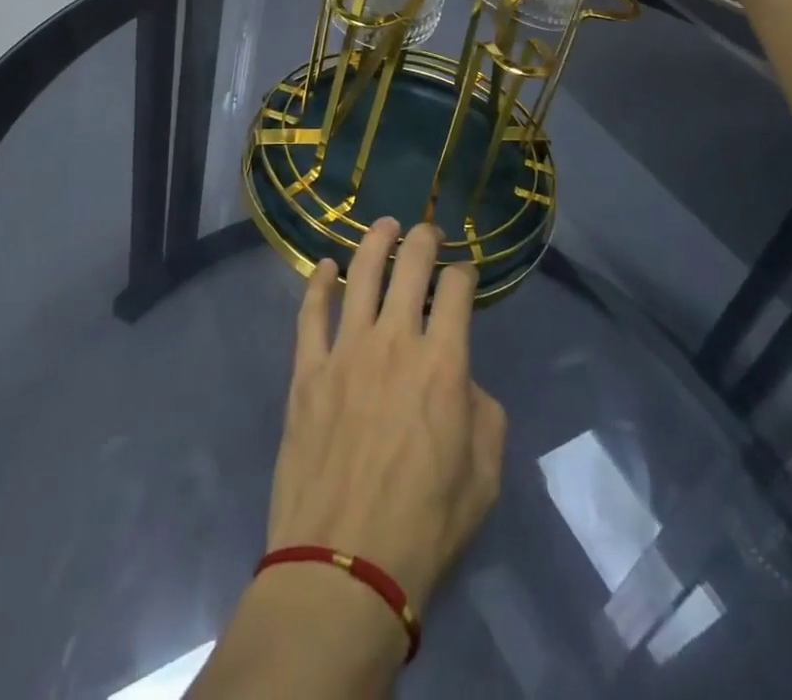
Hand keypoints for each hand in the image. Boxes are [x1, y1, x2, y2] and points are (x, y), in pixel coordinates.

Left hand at [190, 221, 504, 697]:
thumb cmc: (425, 527)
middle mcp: (396, 341)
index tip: (465, 272)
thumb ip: (483, 414)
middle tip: (428, 230)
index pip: (457, 292)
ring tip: (385, 225)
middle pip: (410, 267)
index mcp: (444, 363)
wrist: (344, 567)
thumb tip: (463, 382)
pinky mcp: (307, 371)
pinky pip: (311, 313)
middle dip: (423, 240)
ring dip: (375, 243)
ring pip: (361, 276)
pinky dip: (318, 284)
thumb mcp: (484, 476)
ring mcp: (345, 351)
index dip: (464, 273)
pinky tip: (324, 267)